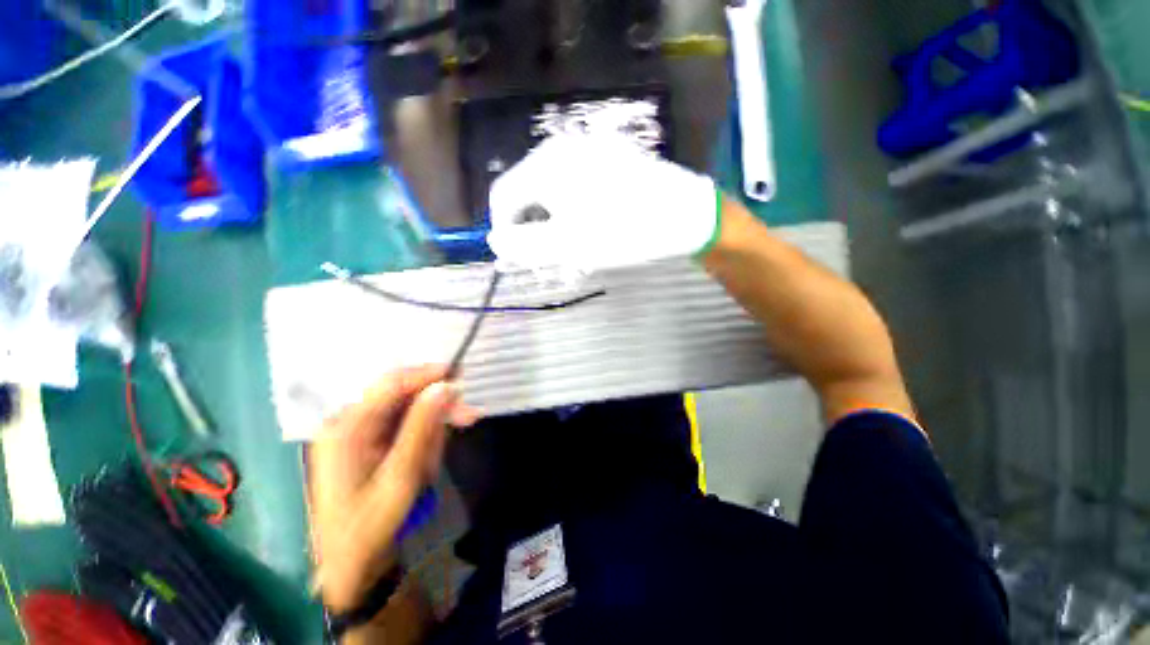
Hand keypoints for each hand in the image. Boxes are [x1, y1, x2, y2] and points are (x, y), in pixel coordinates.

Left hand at [310, 365, 480, 612]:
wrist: (346, 567)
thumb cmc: (369, 526)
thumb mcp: (401, 476)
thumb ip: (422, 427)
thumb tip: (446, 386)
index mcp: (347, 428)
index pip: (391, 385)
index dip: (428, 375)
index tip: (461, 375)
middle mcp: (348, 423)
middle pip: (402, 396)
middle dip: (436, 406)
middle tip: (469, 418)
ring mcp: (356, 433)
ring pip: (406, 412)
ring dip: (430, 429)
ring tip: (433, 464)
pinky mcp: (365, 443)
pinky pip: (402, 427)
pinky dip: (421, 439)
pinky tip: (425, 462)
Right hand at [487, 133, 720, 272]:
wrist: (688, 216)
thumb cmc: (623, 231)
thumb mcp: (567, 246)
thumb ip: (523, 245)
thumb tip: (493, 240)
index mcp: (547, 165)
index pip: (503, 195)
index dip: (503, 229)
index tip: (516, 257)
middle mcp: (564, 150)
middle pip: (529, 193)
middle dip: (532, 230)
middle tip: (548, 259)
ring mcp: (590, 152)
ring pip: (554, 193)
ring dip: (554, 225)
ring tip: (571, 251)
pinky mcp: (610, 162)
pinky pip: (577, 188)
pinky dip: (573, 213)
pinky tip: (589, 231)